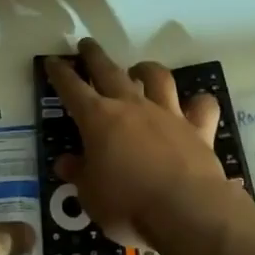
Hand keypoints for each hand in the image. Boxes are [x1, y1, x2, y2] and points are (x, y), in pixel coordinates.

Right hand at [44, 40, 240, 245]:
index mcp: (98, 119)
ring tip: (139, 69)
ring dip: (147, 69)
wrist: (186, 210)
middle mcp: (132, 106)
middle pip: (110, 71)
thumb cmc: (127, 204)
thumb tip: (65, 162)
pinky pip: (202, 106)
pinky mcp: (198, 129)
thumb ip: (79, 174)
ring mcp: (167, 114)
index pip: (72, 89)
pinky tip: (195, 105)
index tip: (53, 61)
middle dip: (95, 56)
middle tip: (87, 44)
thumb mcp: (90, 196)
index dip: (60, 74)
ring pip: (157, 77)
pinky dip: (198, 103)